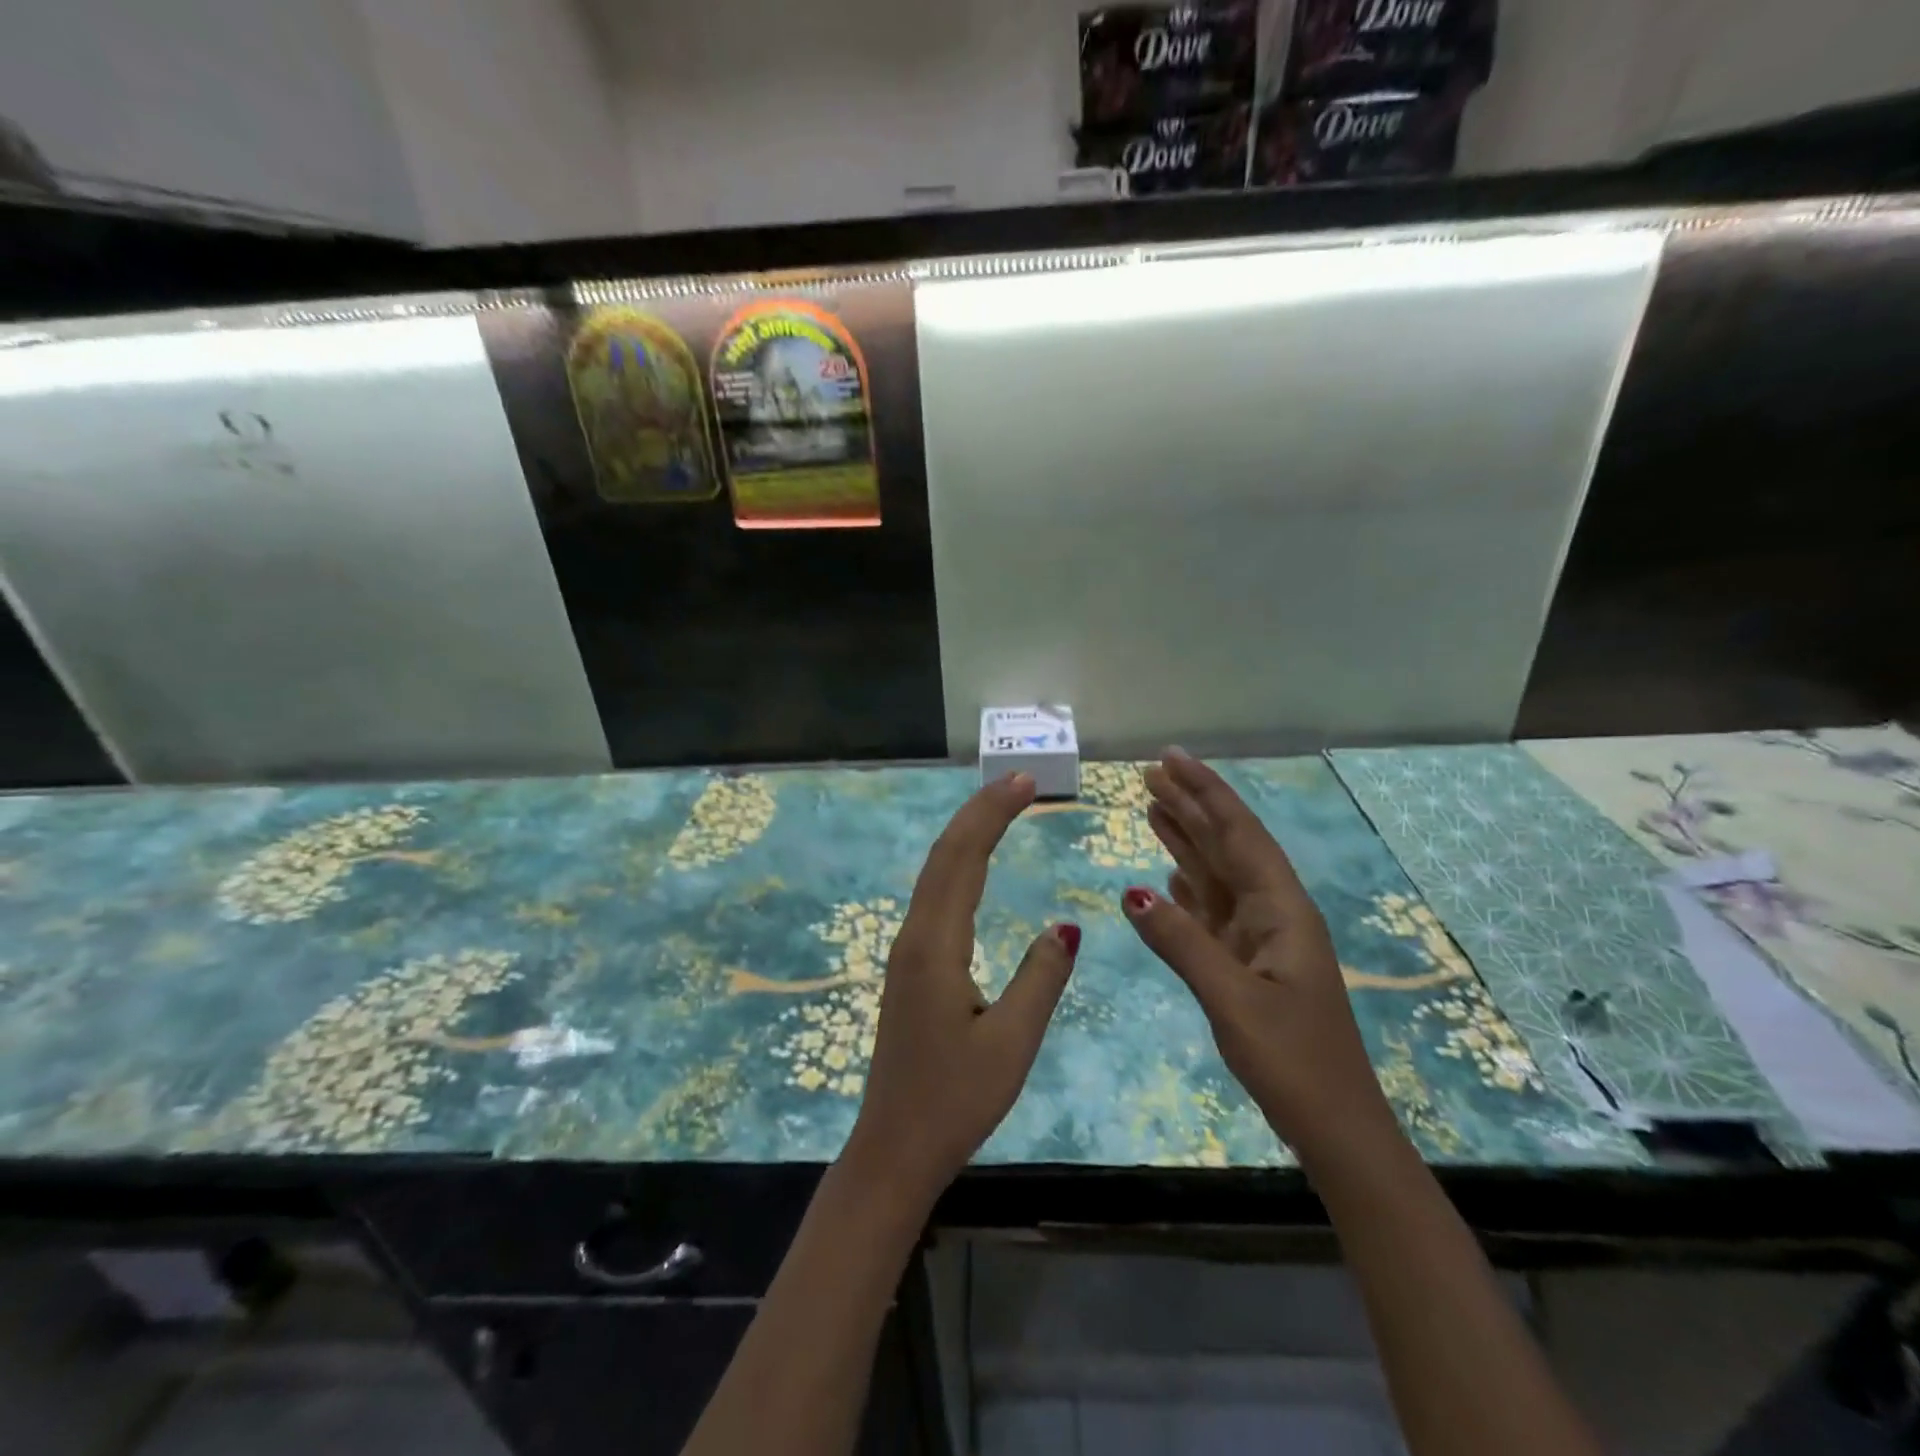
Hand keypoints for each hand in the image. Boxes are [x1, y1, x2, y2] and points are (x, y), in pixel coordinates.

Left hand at [843, 772, 1079, 1209]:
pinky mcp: (910, 966)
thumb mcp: (1011, 1043)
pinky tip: (974, 866)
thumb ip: (1040, 979)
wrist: (894, 1147)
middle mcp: (915, 935)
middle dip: (980, 812)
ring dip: (967, 834)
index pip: (964, 858)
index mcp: (936, 946)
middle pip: (945, 855)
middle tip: (1019, 782)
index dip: (992, 815)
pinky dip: (958, 864)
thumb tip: (1064, 927)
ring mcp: (907, 950)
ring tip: (1003, 808)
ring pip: (936, 873)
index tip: (1024, 783)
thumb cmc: (955, 1100)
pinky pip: (935, 897)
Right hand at [1121, 750, 1398, 1165]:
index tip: (1172, 758)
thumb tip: (1132, 892)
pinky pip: (1210, 909)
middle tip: (1148, 773)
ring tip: (1150, 805)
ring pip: (1216, 874)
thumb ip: (1182, 942)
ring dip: (1185, 839)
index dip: (1206, 791)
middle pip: (1226, 845)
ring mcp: (1258, 938)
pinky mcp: (1244, 963)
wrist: (1335, 1127)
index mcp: (1281, 909)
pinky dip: (1187, 884)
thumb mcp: (1233, 1000)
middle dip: (1190, 806)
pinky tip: (1168, 871)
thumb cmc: (1293, 1061)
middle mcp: (1272, 912)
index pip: (1239, 833)